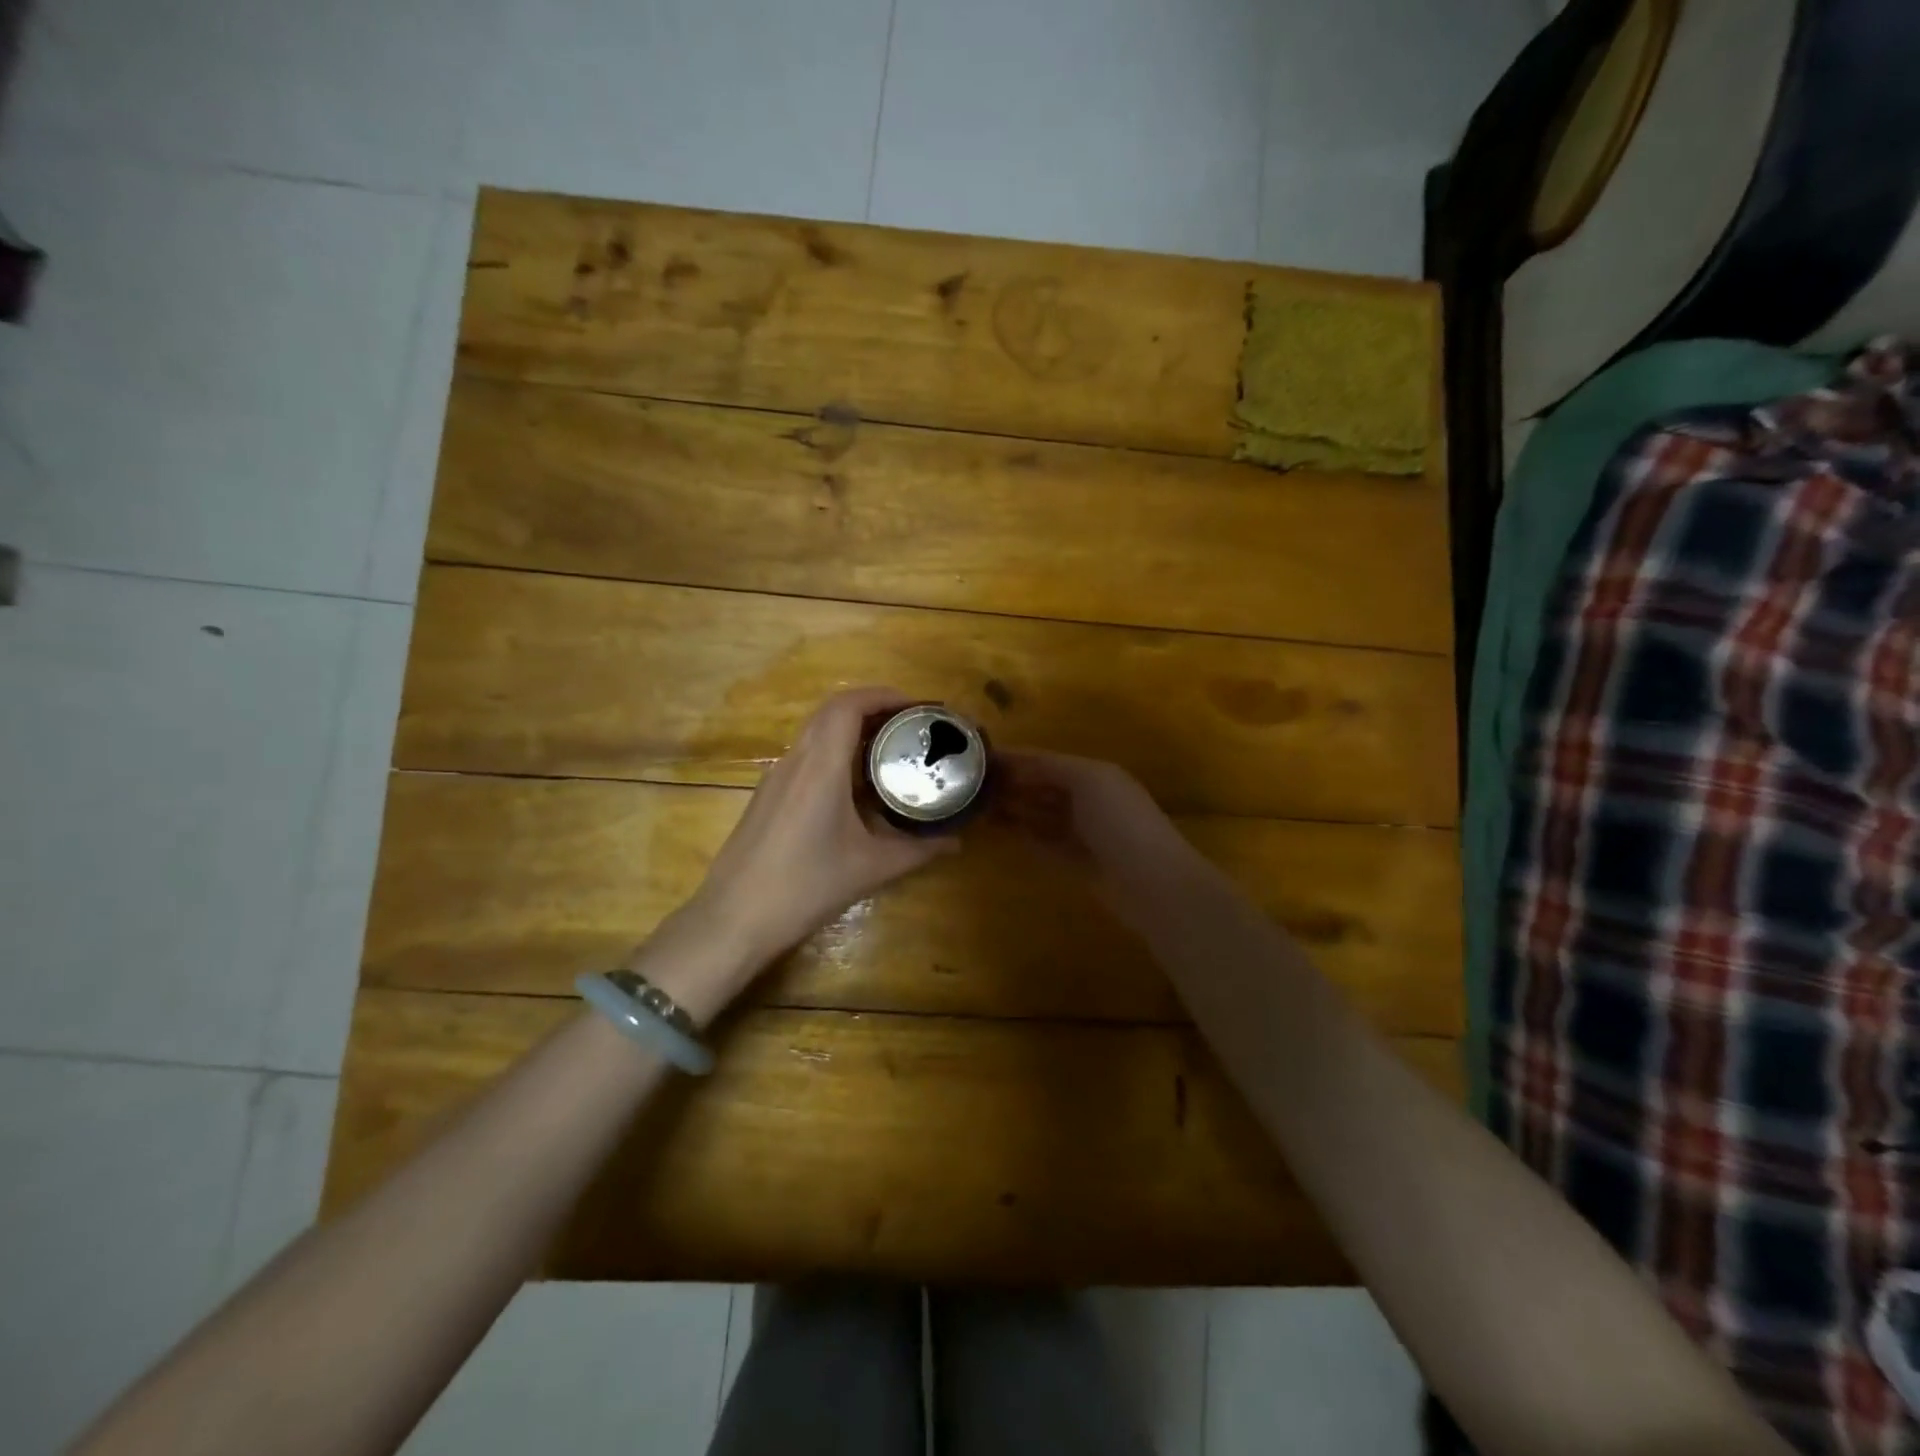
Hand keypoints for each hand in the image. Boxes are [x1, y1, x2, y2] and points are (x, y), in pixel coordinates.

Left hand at [686, 687, 960, 969]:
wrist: (733, 919)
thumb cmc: (805, 887)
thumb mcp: (870, 868)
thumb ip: (917, 850)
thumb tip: (956, 842)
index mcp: (820, 767)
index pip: (848, 706)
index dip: (883, 695)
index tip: (917, 708)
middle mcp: (795, 761)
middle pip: (832, 712)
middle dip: (873, 709)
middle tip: (910, 727)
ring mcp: (776, 778)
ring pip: (816, 733)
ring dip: (852, 731)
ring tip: (890, 751)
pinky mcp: (768, 797)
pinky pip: (805, 757)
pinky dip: (835, 753)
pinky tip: (856, 786)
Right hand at [992, 748, 1185, 889]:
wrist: (1152, 882)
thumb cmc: (1121, 822)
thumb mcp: (1089, 781)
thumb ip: (1051, 768)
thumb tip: (1015, 765)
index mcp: (1095, 774)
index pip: (1046, 761)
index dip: (1015, 758)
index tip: (979, 758)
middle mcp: (1089, 800)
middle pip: (1043, 786)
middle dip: (1012, 783)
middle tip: (971, 784)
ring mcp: (1083, 833)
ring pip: (1040, 815)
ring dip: (1013, 809)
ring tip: (978, 806)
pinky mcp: (1077, 863)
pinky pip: (1043, 844)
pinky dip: (1023, 836)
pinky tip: (1000, 832)